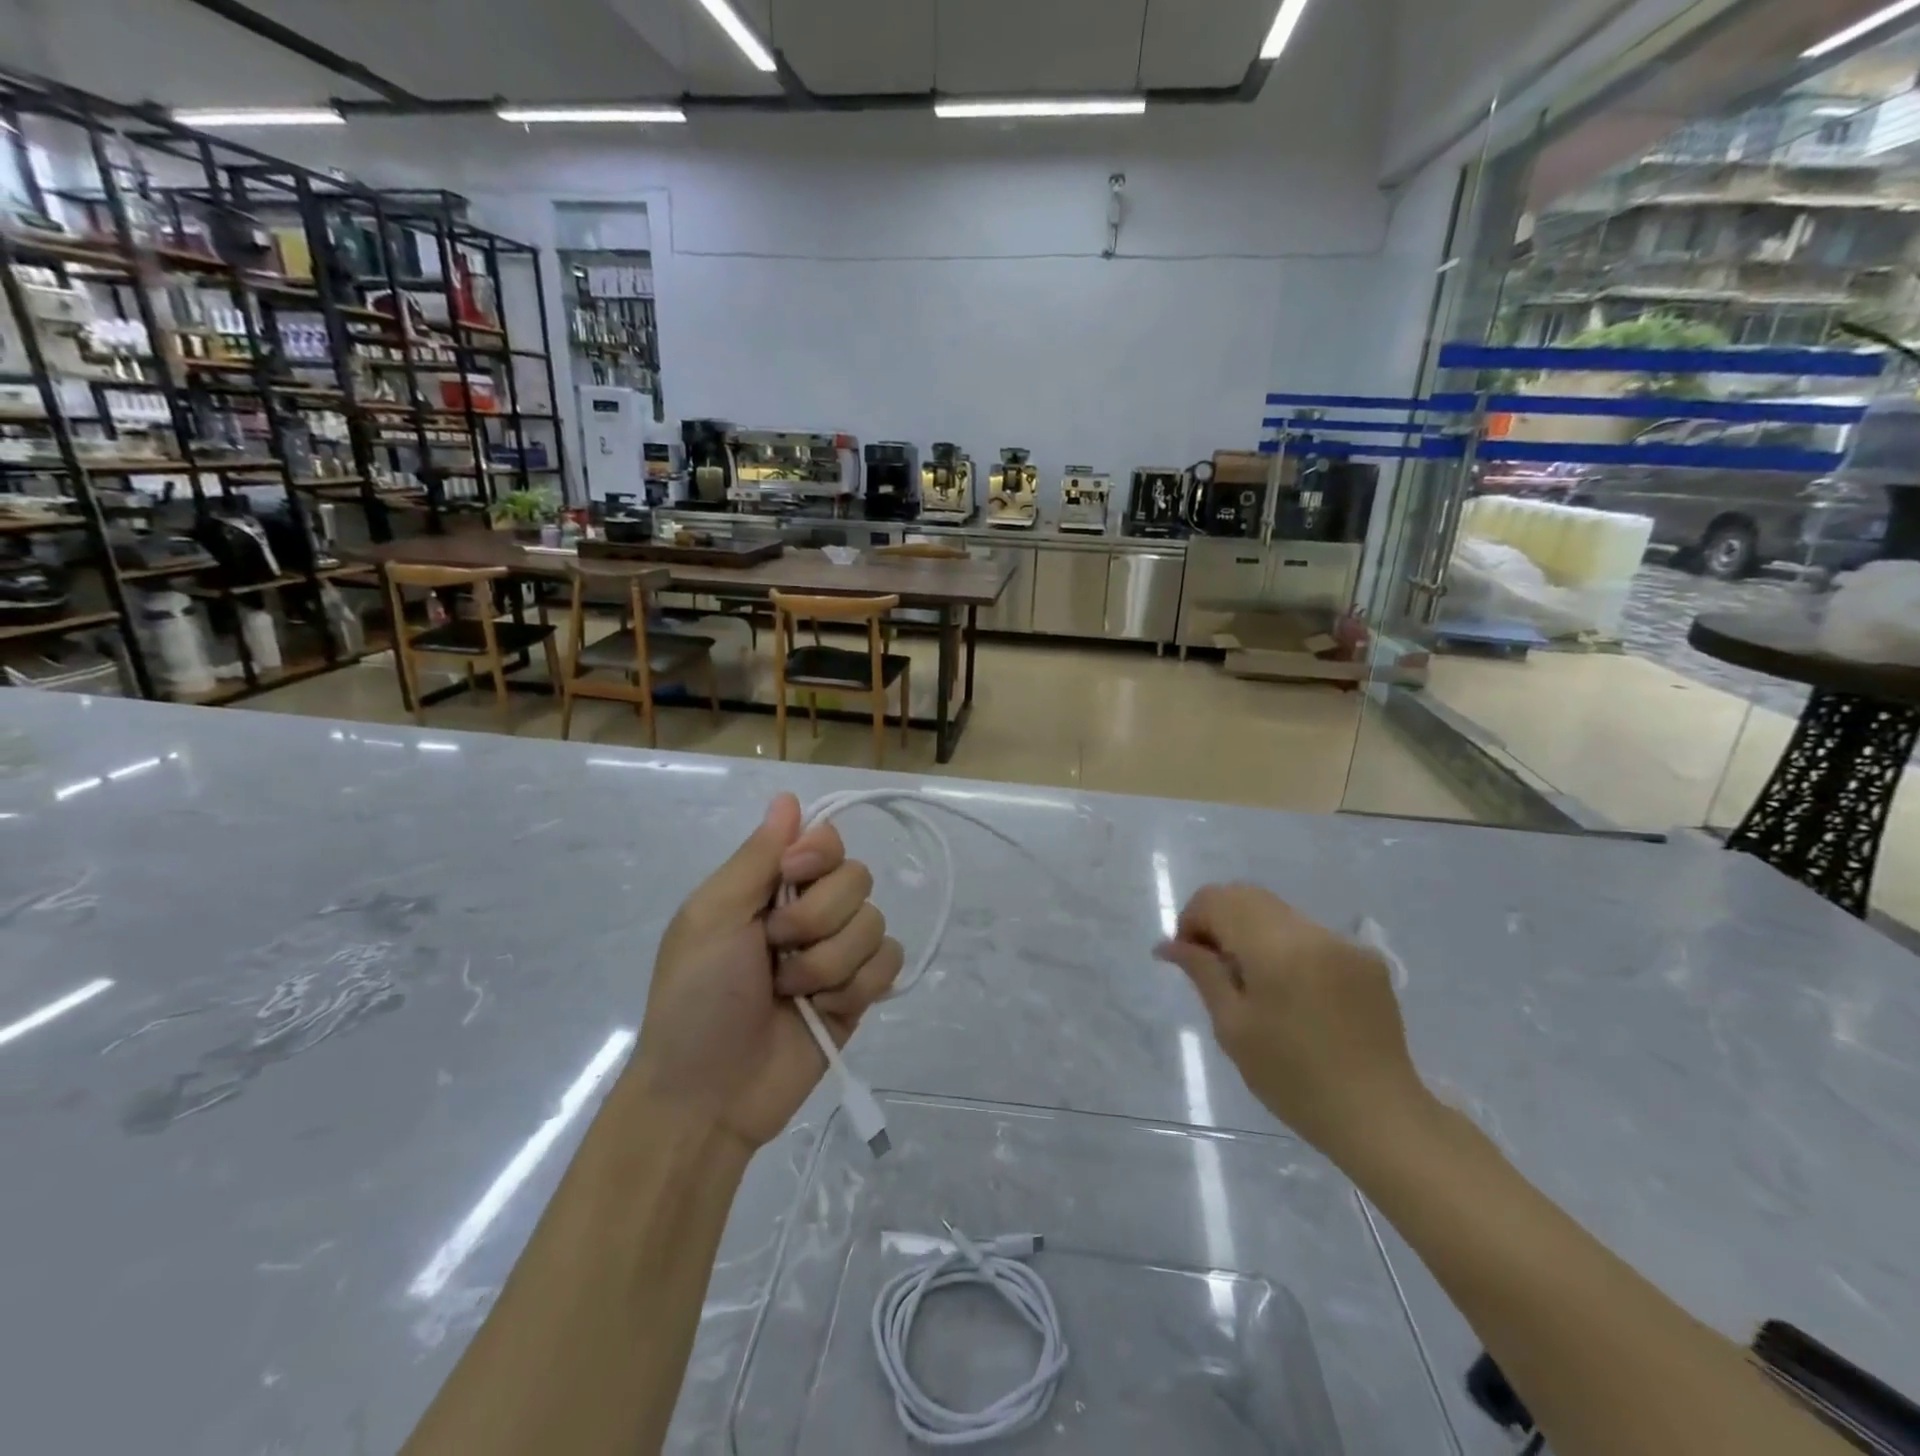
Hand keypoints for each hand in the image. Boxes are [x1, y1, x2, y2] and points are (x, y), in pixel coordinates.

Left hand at [632, 793, 903, 1152]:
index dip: (819, 853)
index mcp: (771, 886)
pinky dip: (857, 986)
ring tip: (790, 992)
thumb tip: (788, 796)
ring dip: (829, 963)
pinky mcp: (860, 992)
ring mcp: (838, 953)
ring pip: (875, 923)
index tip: (792, 875)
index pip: (826, 839)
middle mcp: (810, 911)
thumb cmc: (696, 999)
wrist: (709, 1096)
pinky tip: (825, 1009)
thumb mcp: (711, 918)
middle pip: (857, 879)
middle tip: (774, 951)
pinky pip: (890, 962)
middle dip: (816, 920)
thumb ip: (756, 857)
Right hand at [1155, 884, 1430, 1158]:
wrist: (1379, 1117)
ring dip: (1253, 933)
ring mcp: (1343, 943)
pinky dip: (1286, 948)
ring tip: (1253, 983)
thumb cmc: (1293, 1079)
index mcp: (1275, 948)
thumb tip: (1168, 944)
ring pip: (1279, 913)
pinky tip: (1292, 994)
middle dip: (1219, 920)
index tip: (1189, 958)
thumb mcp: (1233, 1027)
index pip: (1218, 899)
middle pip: (1247, 896)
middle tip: (1213, 967)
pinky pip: (1310, 935)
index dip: (1192, 919)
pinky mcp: (1366, 959)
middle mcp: (1311, 932)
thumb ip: (1202, 973)